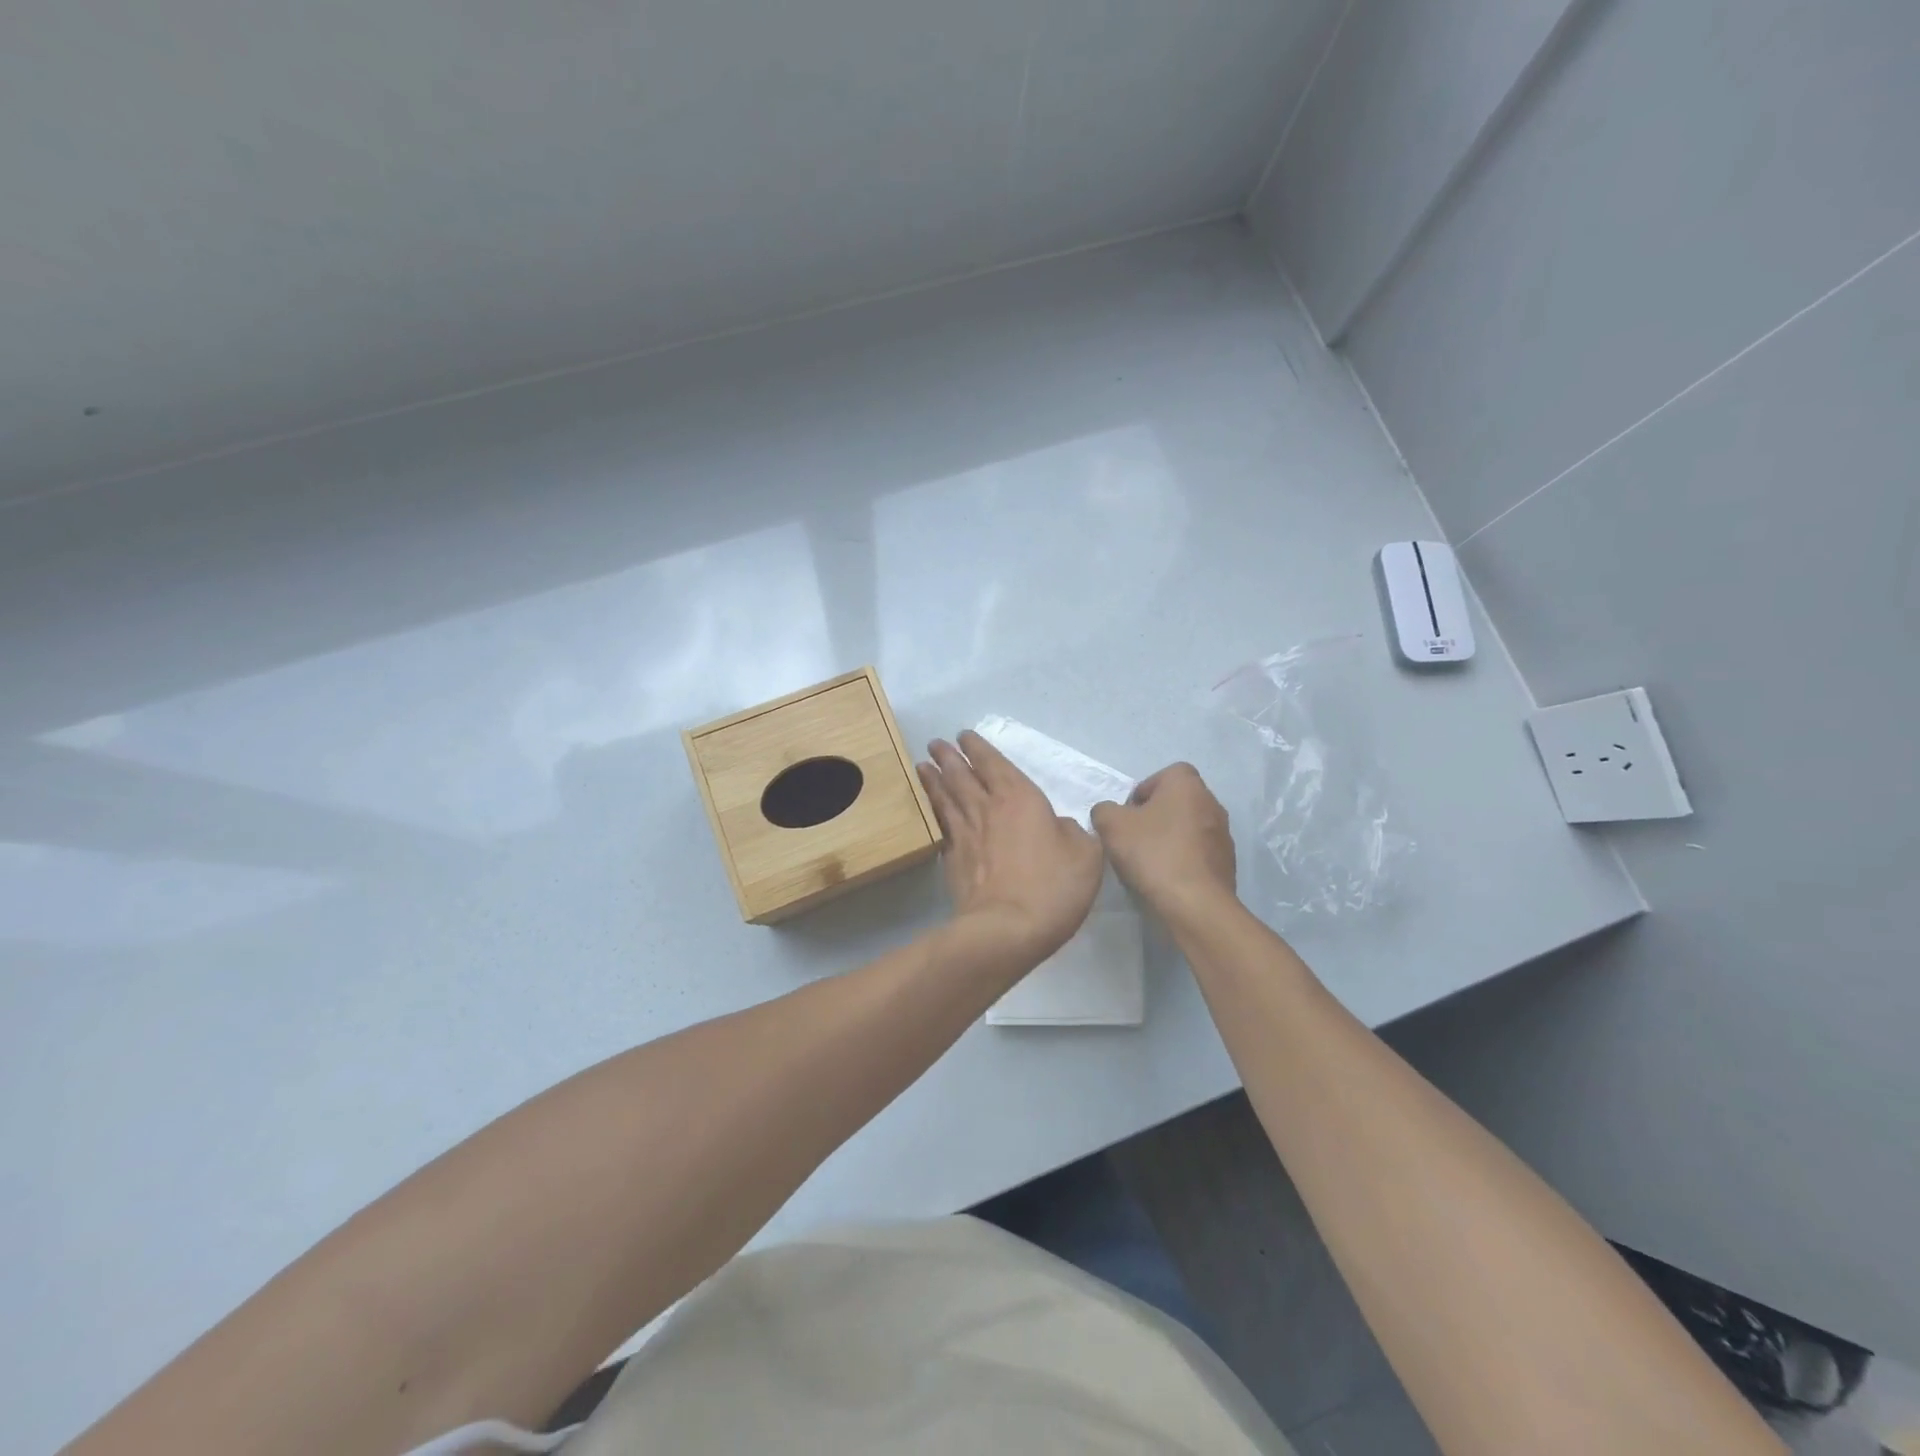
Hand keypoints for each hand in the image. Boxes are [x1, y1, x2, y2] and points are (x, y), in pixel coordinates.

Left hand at [917, 730, 1104, 966]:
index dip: (978, 748)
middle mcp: (987, 808)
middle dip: (948, 757)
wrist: (1006, 929)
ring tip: (922, 766)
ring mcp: (965, 835)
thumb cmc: (1052, 886)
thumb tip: (1058, 826)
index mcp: (1020, 798)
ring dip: (934, 780)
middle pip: (962, 775)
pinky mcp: (952, 861)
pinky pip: (941, 827)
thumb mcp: (1085, 854)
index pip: (993, 763)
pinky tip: (931, 812)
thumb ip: (1072, 832)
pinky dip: (933, 813)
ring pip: (945, 798)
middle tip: (935, 745)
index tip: (964, 736)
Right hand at [1090, 763, 1236, 918]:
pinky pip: (1199, 852)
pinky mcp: (1227, 862)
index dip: (1143, 791)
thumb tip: (1109, 813)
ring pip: (1188, 827)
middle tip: (1134, 838)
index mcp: (1187, 785)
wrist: (1195, 902)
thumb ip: (1104, 810)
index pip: (1164, 775)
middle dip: (1155, 816)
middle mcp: (1211, 802)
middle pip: (1176, 802)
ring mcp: (1223, 834)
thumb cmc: (1153, 852)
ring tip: (1149, 862)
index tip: (1129, 816)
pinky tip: (1167, 878)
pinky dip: (1183, 859)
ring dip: (1170, 838)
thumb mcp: (1111, 825)